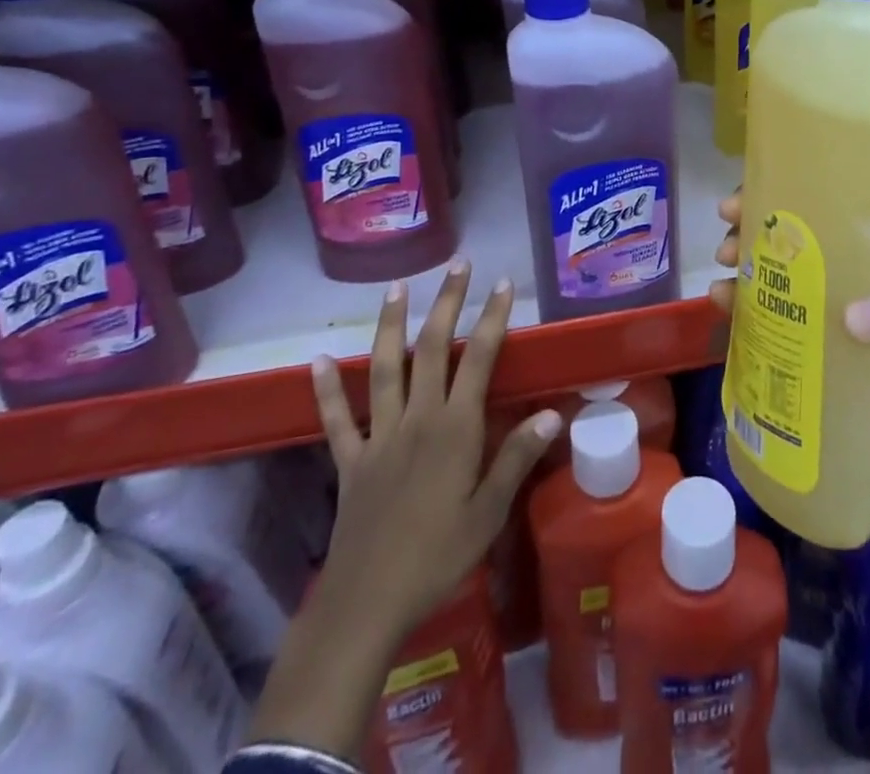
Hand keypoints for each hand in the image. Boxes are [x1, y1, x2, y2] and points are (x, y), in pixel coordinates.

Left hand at [315, 259, 560, 638]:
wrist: (367, 604)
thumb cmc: (438, 558)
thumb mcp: (489, 513)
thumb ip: (517, 458)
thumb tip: (552, 414)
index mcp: (454, 429)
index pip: (478, 359)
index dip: (492, 318)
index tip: (503, 284)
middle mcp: (417, 419)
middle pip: (431, 349)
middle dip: (447, 303)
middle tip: (458, 265)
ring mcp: (379, 437)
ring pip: (384, 369)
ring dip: (391, 325)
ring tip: (398, 288)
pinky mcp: (350, 461)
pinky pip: (336, 420)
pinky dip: (326, 390)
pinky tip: (317, 361)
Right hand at [707, 191, 869, 501]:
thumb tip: (851, 315)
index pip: (832, 215)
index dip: (791, 200)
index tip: (752, 200)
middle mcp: (845, 283)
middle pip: (793, 245)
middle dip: (754, 234)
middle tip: (728, 245)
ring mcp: (821, 320)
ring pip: (774, 281)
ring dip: (743, 270)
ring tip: (721, 278)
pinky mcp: (804, 355)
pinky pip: (767, 324)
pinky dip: (741, 311)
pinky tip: (722, 309)